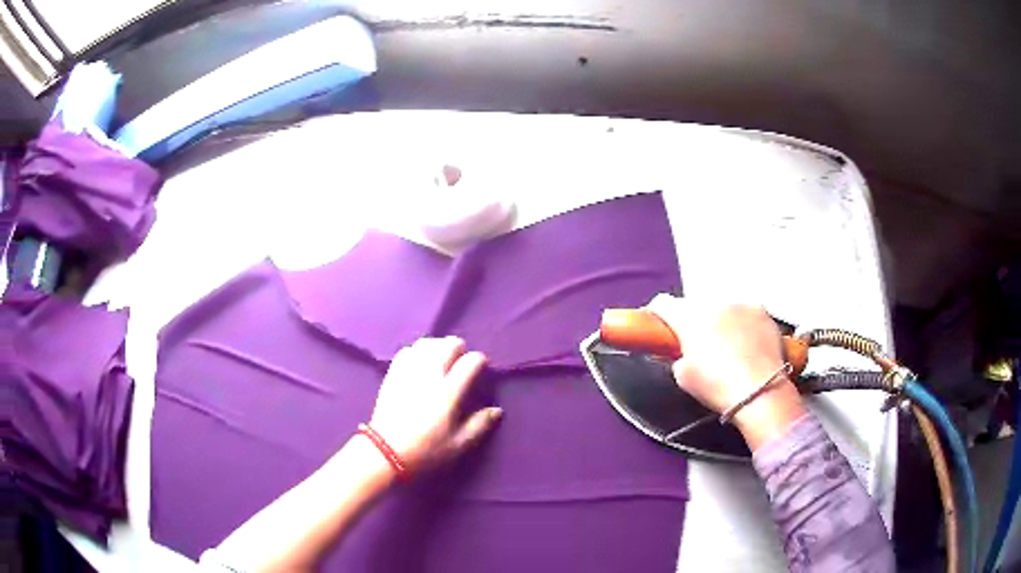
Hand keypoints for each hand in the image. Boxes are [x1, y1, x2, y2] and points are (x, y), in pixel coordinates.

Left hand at [368, 337, 501, 471]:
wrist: (386, 451)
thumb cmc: (426, 450)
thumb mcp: (458, 444)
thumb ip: (479, 425)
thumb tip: (497, 410)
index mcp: (449, 392)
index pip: (470, 362)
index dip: (480, 360)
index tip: (481, 368)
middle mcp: (430, 375)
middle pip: (448, 345)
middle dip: (459, 348)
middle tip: (461, 359)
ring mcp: (409, 372)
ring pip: (426, 344)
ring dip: (438, 346)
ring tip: (441, 356)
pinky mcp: (393, 374)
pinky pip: (407, 351)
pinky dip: (417, 351)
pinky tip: (419, 361)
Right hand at [646, 295, 805, 449]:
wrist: (761, 391)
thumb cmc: (718, 386)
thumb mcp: (683, 377)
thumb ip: (678, 357)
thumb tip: (681, 352)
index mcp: (689, 317)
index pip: (663, 303)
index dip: (657, 314)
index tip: (659, 325)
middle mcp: (714, 302)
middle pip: (695, 305)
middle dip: (693, 320)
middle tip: (696, 342)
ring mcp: (741, 304)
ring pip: (721, 307)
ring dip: (718, 320)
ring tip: (725, 344)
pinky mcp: (762, 311)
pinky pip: (744, 313)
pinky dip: (741, 324)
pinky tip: (745, 344)